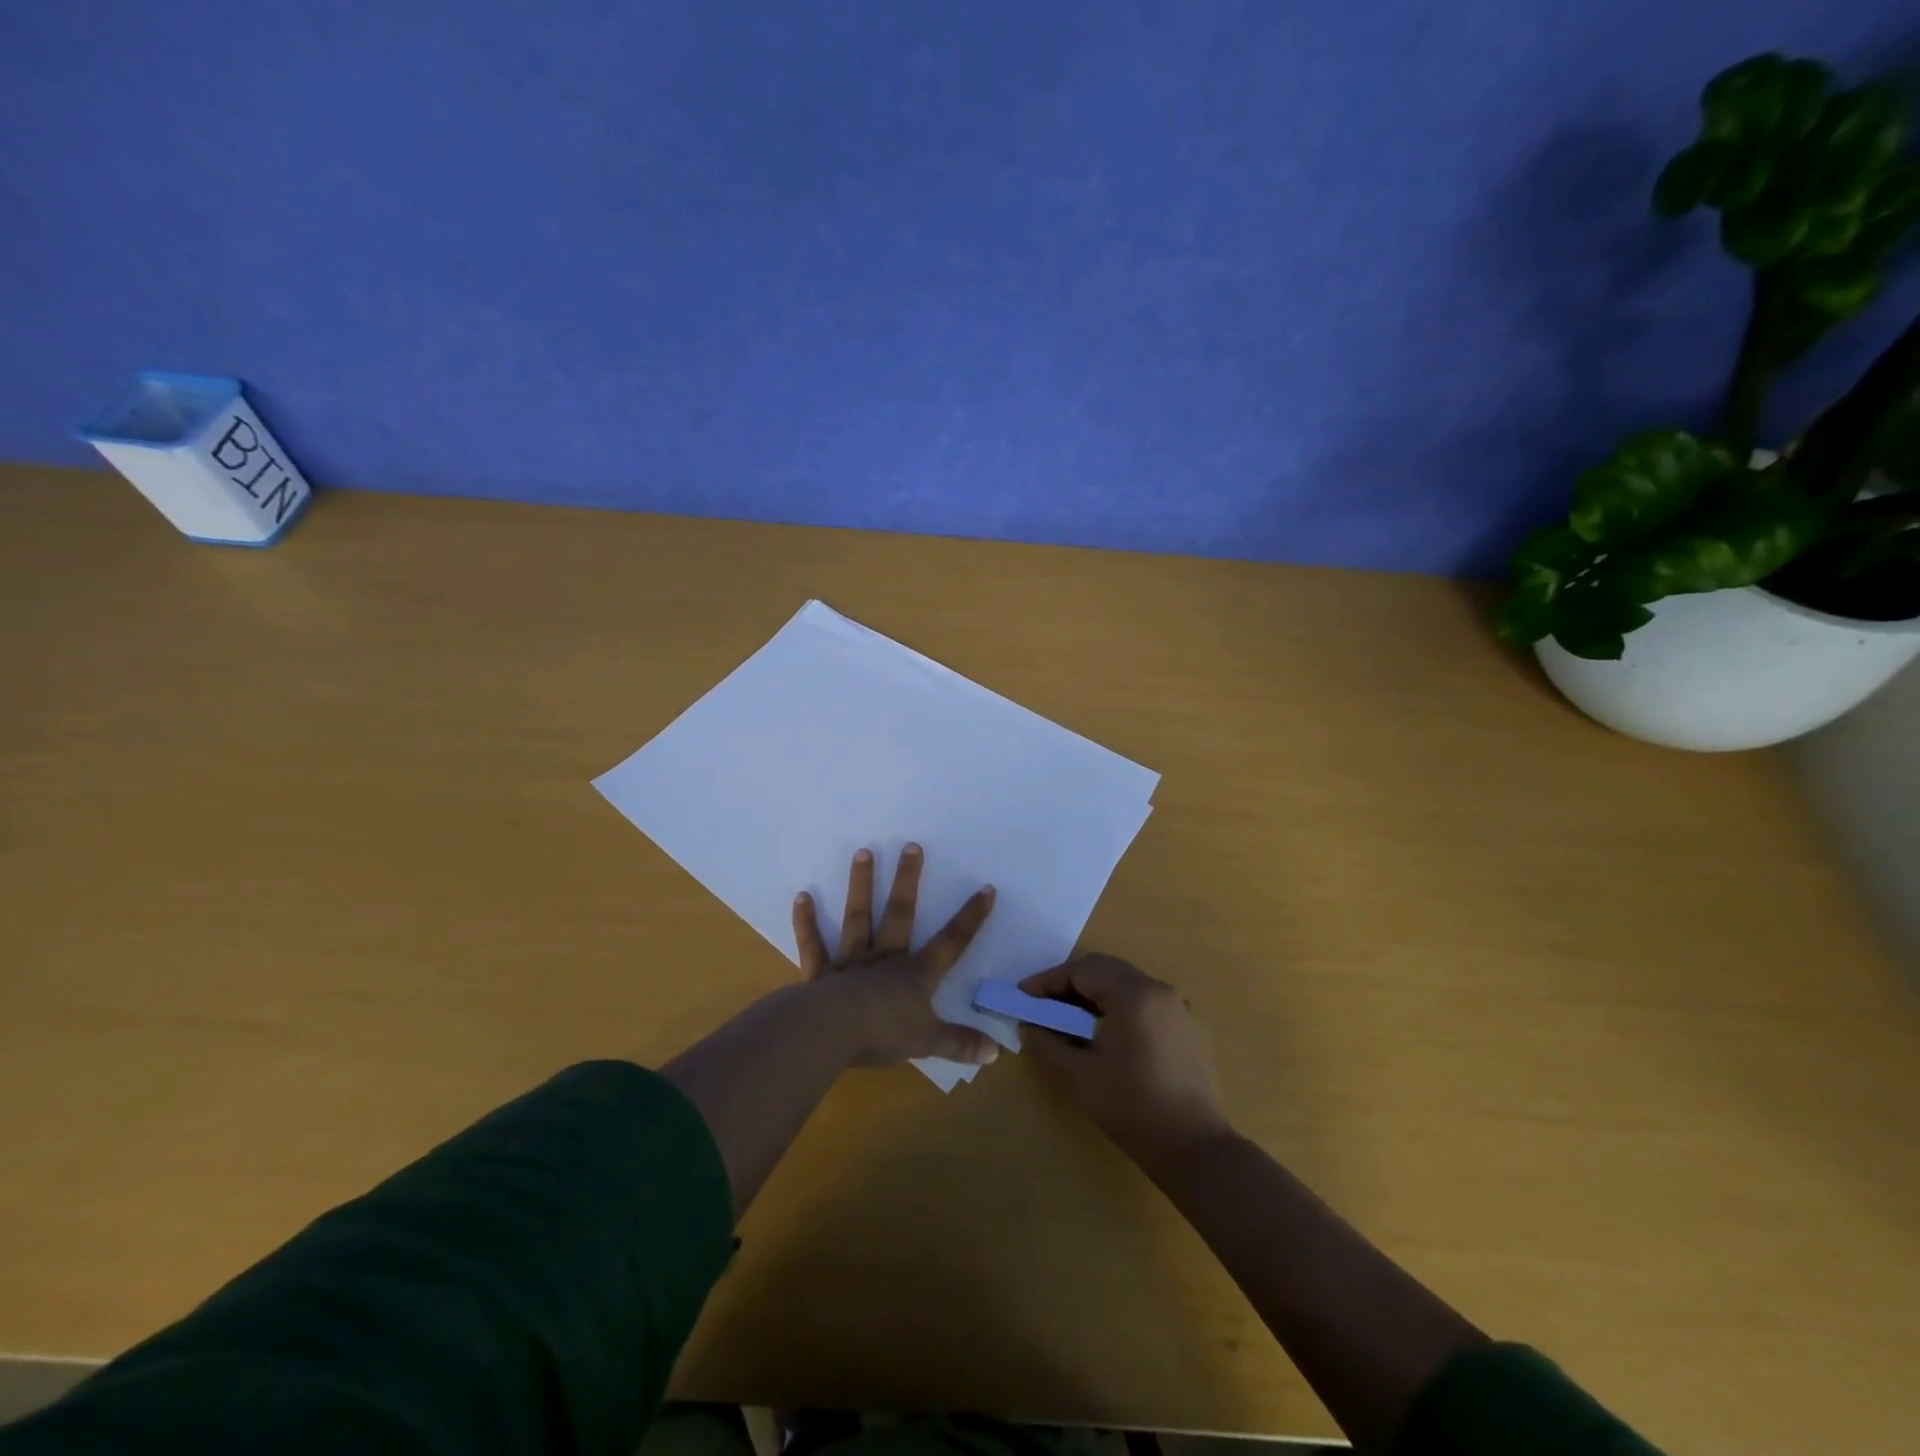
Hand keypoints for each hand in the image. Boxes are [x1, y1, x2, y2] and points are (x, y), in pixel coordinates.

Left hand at [793, 845, 999, 1068]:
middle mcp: (885, 959)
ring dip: (861, 885)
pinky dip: (807, 922)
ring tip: (863, 852)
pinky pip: (814, 945)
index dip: (970, 918)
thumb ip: (960, 1044)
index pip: (951, 942)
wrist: (830, 1034)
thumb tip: (996, 1053)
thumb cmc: (883, 1035)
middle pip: (900, 914)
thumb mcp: (928, 1043)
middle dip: (908, 880)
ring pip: (858, 917)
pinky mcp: (820, 974)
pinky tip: (802, 896)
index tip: (986, 888)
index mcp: (915, 974)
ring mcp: (851, 963)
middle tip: (911, 846)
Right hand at [1020, 954, 1230, 1168]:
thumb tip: (1028, 1025)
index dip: (1048, 981)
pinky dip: (1120, 1009)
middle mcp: (1159, 990)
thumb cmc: (1132, 1107)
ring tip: (1070, 1020)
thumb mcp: (1079, 1076)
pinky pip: (1146, 1004)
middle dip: (1071, 983)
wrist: (1194, 1148)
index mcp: (1134, 994)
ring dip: (1096, 996)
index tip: (1023, 996)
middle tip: (1043, 1005)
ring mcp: (1179, 1008)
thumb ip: (1047, 1043)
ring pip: (1127, 985)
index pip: (1082, 970)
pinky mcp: (1189, 1028)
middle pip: (1106, 970)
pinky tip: (1107, 1036)